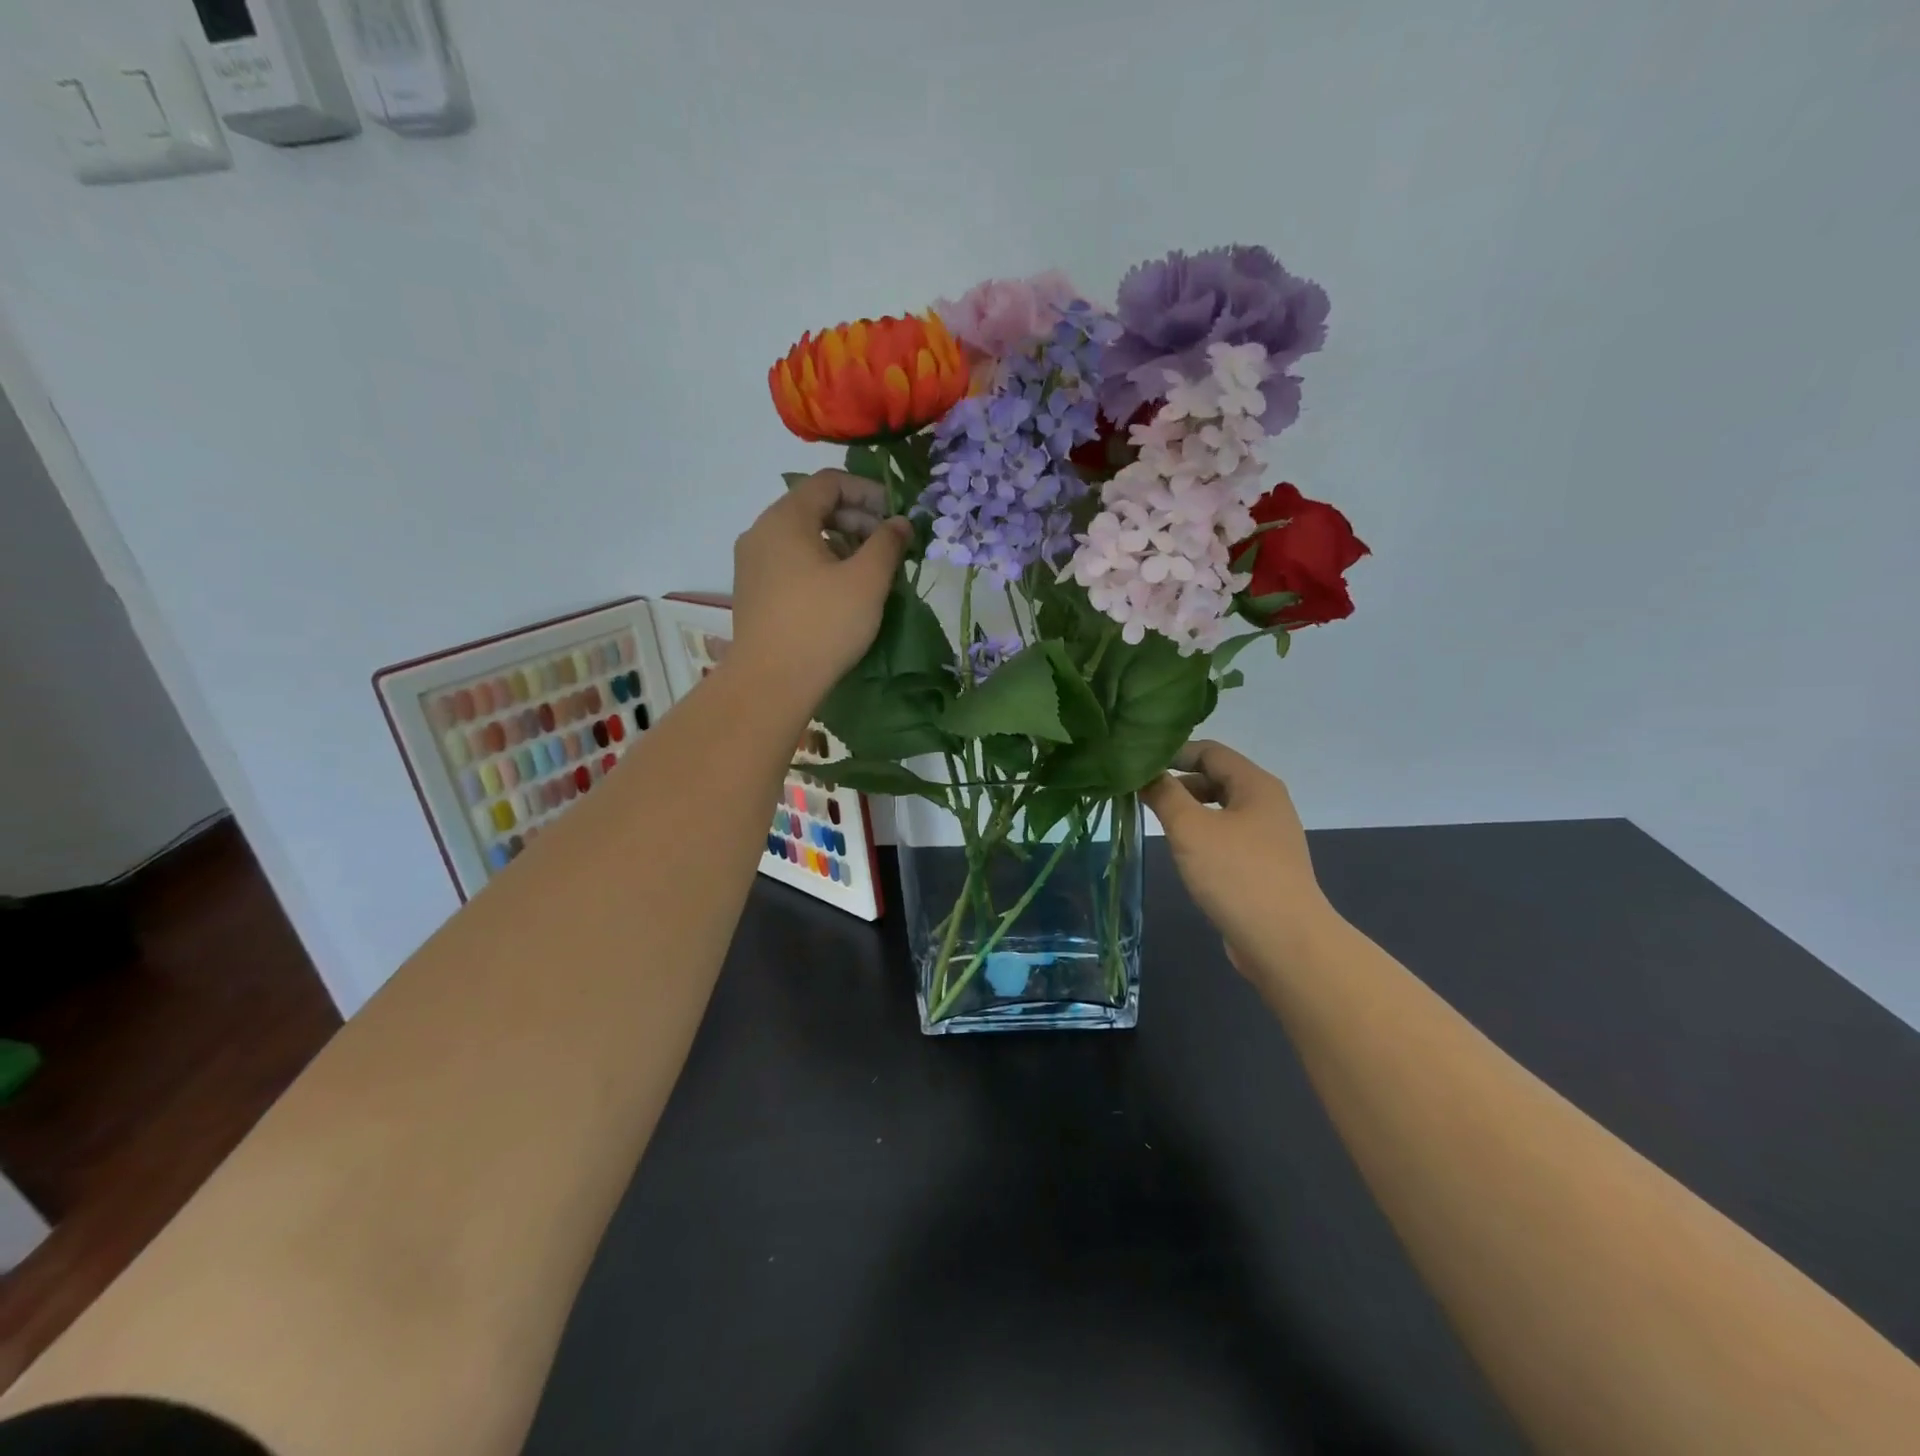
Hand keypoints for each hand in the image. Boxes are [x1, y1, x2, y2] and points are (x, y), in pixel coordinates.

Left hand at [730, 470, 911, 708]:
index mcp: (785, 519)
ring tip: (870, 570)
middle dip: (856, 519)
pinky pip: (791, 561)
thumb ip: (887, 543)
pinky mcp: (753, 591)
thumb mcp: (866, 581)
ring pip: (803, 536)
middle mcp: (761, 532)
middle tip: (888, 546)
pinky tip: (842, 591)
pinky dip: (820, 563)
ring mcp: (752, 563)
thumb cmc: (823, 625)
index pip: (829, 482)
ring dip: (840, 543)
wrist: (771, 683)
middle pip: (814, 507)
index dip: (868, 491)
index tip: (896, 516)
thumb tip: (900, 522)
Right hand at [1140, 741, 1341, 976]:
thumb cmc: (1236, 875)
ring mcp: (1268, 836)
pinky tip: (1184, 852)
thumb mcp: (1191, 828)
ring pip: (1220, 809)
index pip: (1209, 751)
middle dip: (1177, 782)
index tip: (1137, 766)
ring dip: (1188, 810)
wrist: (1285, 941)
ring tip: (1156, 821)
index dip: (1172, 753)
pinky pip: (1227, 836)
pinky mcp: (1264, 865)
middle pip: (1216, 777)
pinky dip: (1202, 834)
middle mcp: (1267, 803)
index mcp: (1256, 784)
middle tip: (1140, 794)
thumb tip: (1144, 773)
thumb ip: (1164, 794)